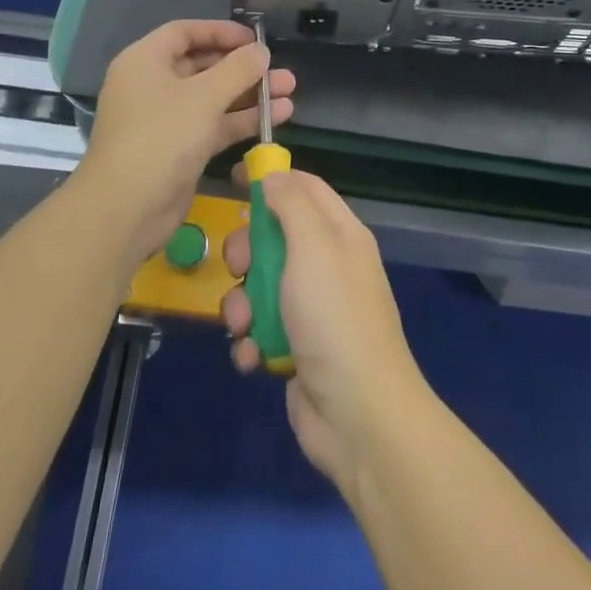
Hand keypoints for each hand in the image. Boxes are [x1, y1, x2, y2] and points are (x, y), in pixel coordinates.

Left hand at [73, 20, 294, 267]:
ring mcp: (167, 119)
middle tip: (279, 68)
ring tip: (290, 90)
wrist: (127, 209)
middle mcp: (153, 85)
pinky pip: (214, 124)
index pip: (185, 32)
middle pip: (202, 65)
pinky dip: (242, 119)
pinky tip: (278, 116)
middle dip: (243, 67)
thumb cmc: (162, 137)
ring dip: (250, 93)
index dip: (220, 31)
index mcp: (145, 61)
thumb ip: (238, 69)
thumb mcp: (204, 97)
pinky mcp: (180, 148)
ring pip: (213, 97)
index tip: (254, 39)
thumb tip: (261, 51)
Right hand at [220, 170, 429, 490]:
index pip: (305, 188)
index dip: (271, 179)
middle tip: (240, 267)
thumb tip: (272, 174)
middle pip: (274, 237)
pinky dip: (250, 340)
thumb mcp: (314, 246)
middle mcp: (327, 266)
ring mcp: (311, 309)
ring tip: (244, 323)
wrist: (358, 414)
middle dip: (247, 251)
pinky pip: (260, 328)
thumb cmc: (334, 317)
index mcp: (340, 234)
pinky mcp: (295, 348)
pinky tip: (253, 356)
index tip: (232, 180)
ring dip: (242, 303)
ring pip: (259, 285)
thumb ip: (291, 203)